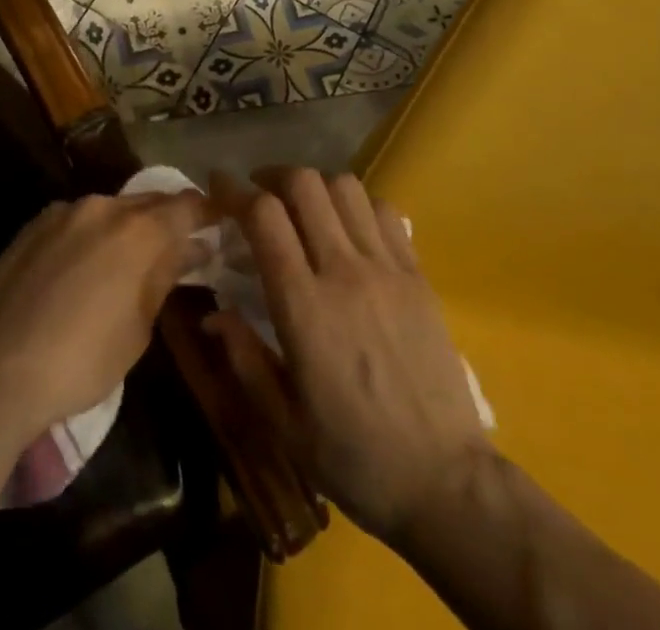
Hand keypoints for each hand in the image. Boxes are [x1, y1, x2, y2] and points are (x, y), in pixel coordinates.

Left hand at [0, 191, 209, 441]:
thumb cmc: (81, 359)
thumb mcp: (138, 328)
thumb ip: (164, 277)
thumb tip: (191, 249)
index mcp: (137, 230)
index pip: (187, 206)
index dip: (208, 212)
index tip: (222, 222)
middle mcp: (103, 207)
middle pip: (148, 203)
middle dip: (168, 220)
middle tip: (181, 246)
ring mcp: (63, 212)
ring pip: (110, 209)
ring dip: (127, 228)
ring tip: (131, 260)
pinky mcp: (33, 224)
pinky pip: (77, 220)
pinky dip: (93, 235)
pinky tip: (86, 266)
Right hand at [205, 168, 490, 546]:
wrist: (446, 482)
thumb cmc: (355, 457)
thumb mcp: (283, 424)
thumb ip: (244, 359)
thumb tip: (213, 314)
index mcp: (304, 307)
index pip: (264, 217)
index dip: (234, 190)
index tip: (218, 185)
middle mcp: (344, 272)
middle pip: (304, 184)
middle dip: (272, 177)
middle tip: (259, 194)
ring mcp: (387, 269)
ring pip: (345, 187)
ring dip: (315, 185)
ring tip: (302, 206)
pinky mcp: (418, 275)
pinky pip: (384, 211)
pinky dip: (357, 204)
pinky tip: (348, 228)